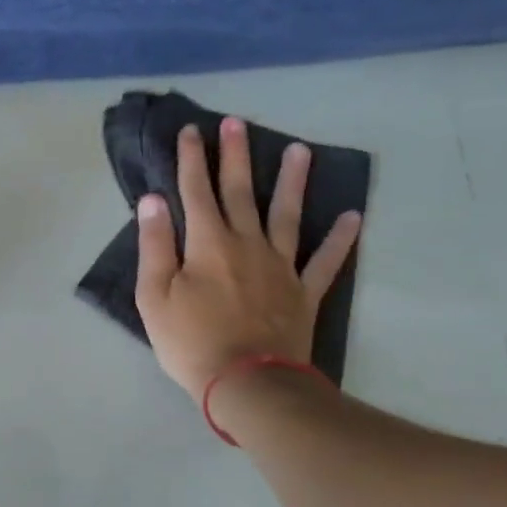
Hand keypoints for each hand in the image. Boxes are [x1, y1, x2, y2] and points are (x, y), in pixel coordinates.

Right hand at [136, 120, 361, 401]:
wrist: (247, 383)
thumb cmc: (191, 341)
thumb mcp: (154, 296)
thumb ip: (155, 245)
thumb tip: (153, 200)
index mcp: (207, 244)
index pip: (195, 192)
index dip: (191, 160)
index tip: (190, 131)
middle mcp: (246, 244)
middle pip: (240, 192)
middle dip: (235, 155)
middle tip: (237, 123)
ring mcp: (280, 267)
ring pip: (287, 215)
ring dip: (292, 182)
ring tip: (300, 150)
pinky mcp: (303, 292)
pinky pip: (326, 261)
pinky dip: (340, 239)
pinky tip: (353, 217)